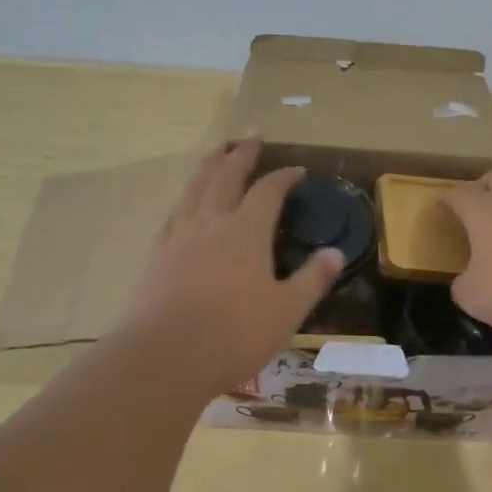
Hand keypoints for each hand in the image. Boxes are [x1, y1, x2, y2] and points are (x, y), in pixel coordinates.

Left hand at [118, 139, 343, 388]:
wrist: (164, 357)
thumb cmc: (234, 334)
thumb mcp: (286, 311)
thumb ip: (312, 280)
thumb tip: (336, 253)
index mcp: (246, 232)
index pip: (268, 191)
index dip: (284, 177)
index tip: (297, 169)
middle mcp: (211, 223)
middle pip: (226, 176)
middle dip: (241, 153)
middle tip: (252, 134)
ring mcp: (178, 237)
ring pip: (194, 188)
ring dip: (208, 165)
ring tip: (216, 150)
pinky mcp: (155, 256)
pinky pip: (173, 213)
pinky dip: (185, 197)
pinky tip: (184, 202)